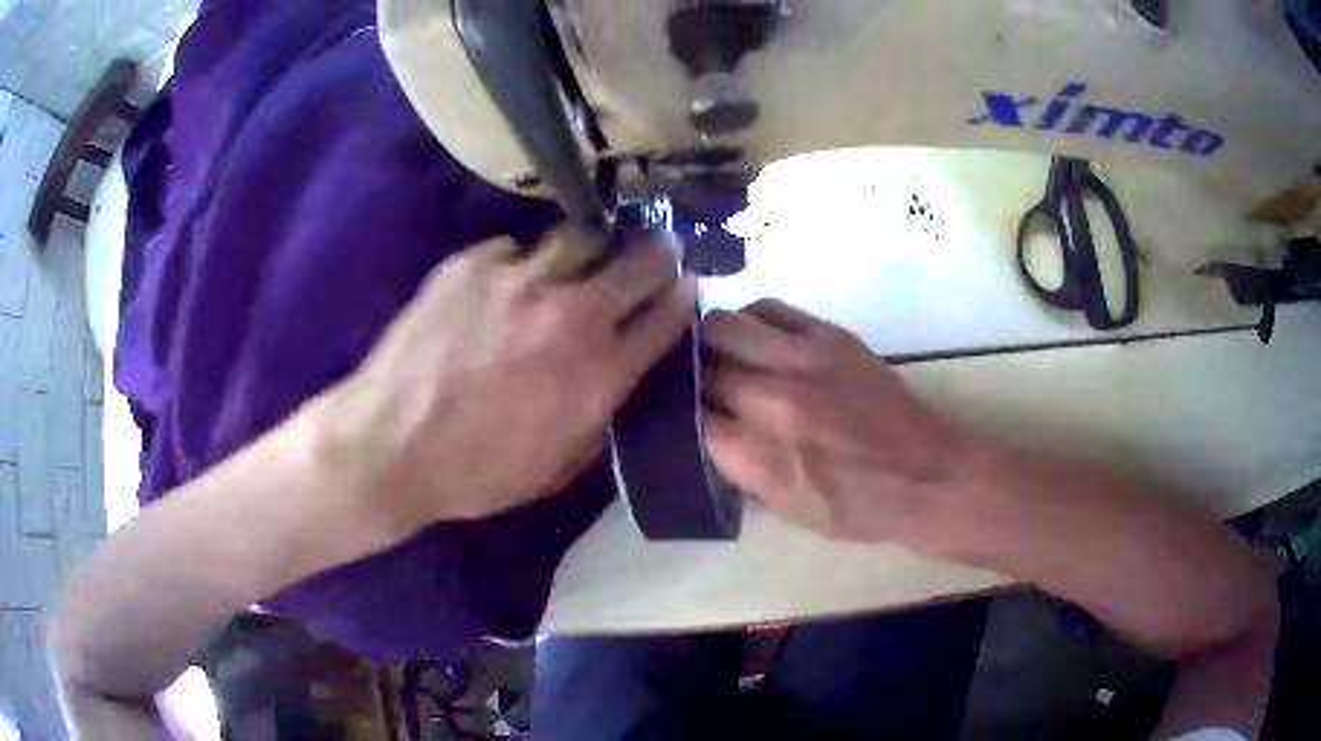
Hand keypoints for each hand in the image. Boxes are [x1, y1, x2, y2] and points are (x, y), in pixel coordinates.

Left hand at [313, 230, 696, 537]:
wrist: (391, 443)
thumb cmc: (477, 472)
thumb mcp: (559, 467)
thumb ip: (601, 415)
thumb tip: (619, 379)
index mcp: (599, 370)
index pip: (664, 319)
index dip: (684, 299)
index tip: (690, 285)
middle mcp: (570, 313)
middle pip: (636, 264)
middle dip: (658, 254)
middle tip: (662, 247)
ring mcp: (520, 278)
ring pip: (578, 240)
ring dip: (589, 252)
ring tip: (579, 262)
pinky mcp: (472, 263)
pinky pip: (512, 250)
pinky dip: (518, 265)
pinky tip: (502, 286)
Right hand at [702, 300, 975, 544]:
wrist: (927, 475)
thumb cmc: (857, 507)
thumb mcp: (784, 508)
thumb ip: (737, 467)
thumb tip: (707, 430)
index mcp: (757, 456)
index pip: (687, 417)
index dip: (678, 415)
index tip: (678, 414)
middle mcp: (771, 400)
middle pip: (700, 368)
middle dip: (690, 378)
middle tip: (696, 384)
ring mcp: (801, 359)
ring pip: (723, 326)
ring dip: (713, 341)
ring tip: (722, 354)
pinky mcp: (829, 335)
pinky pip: (768, 308)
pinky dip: (752, 321)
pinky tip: (757, 337)